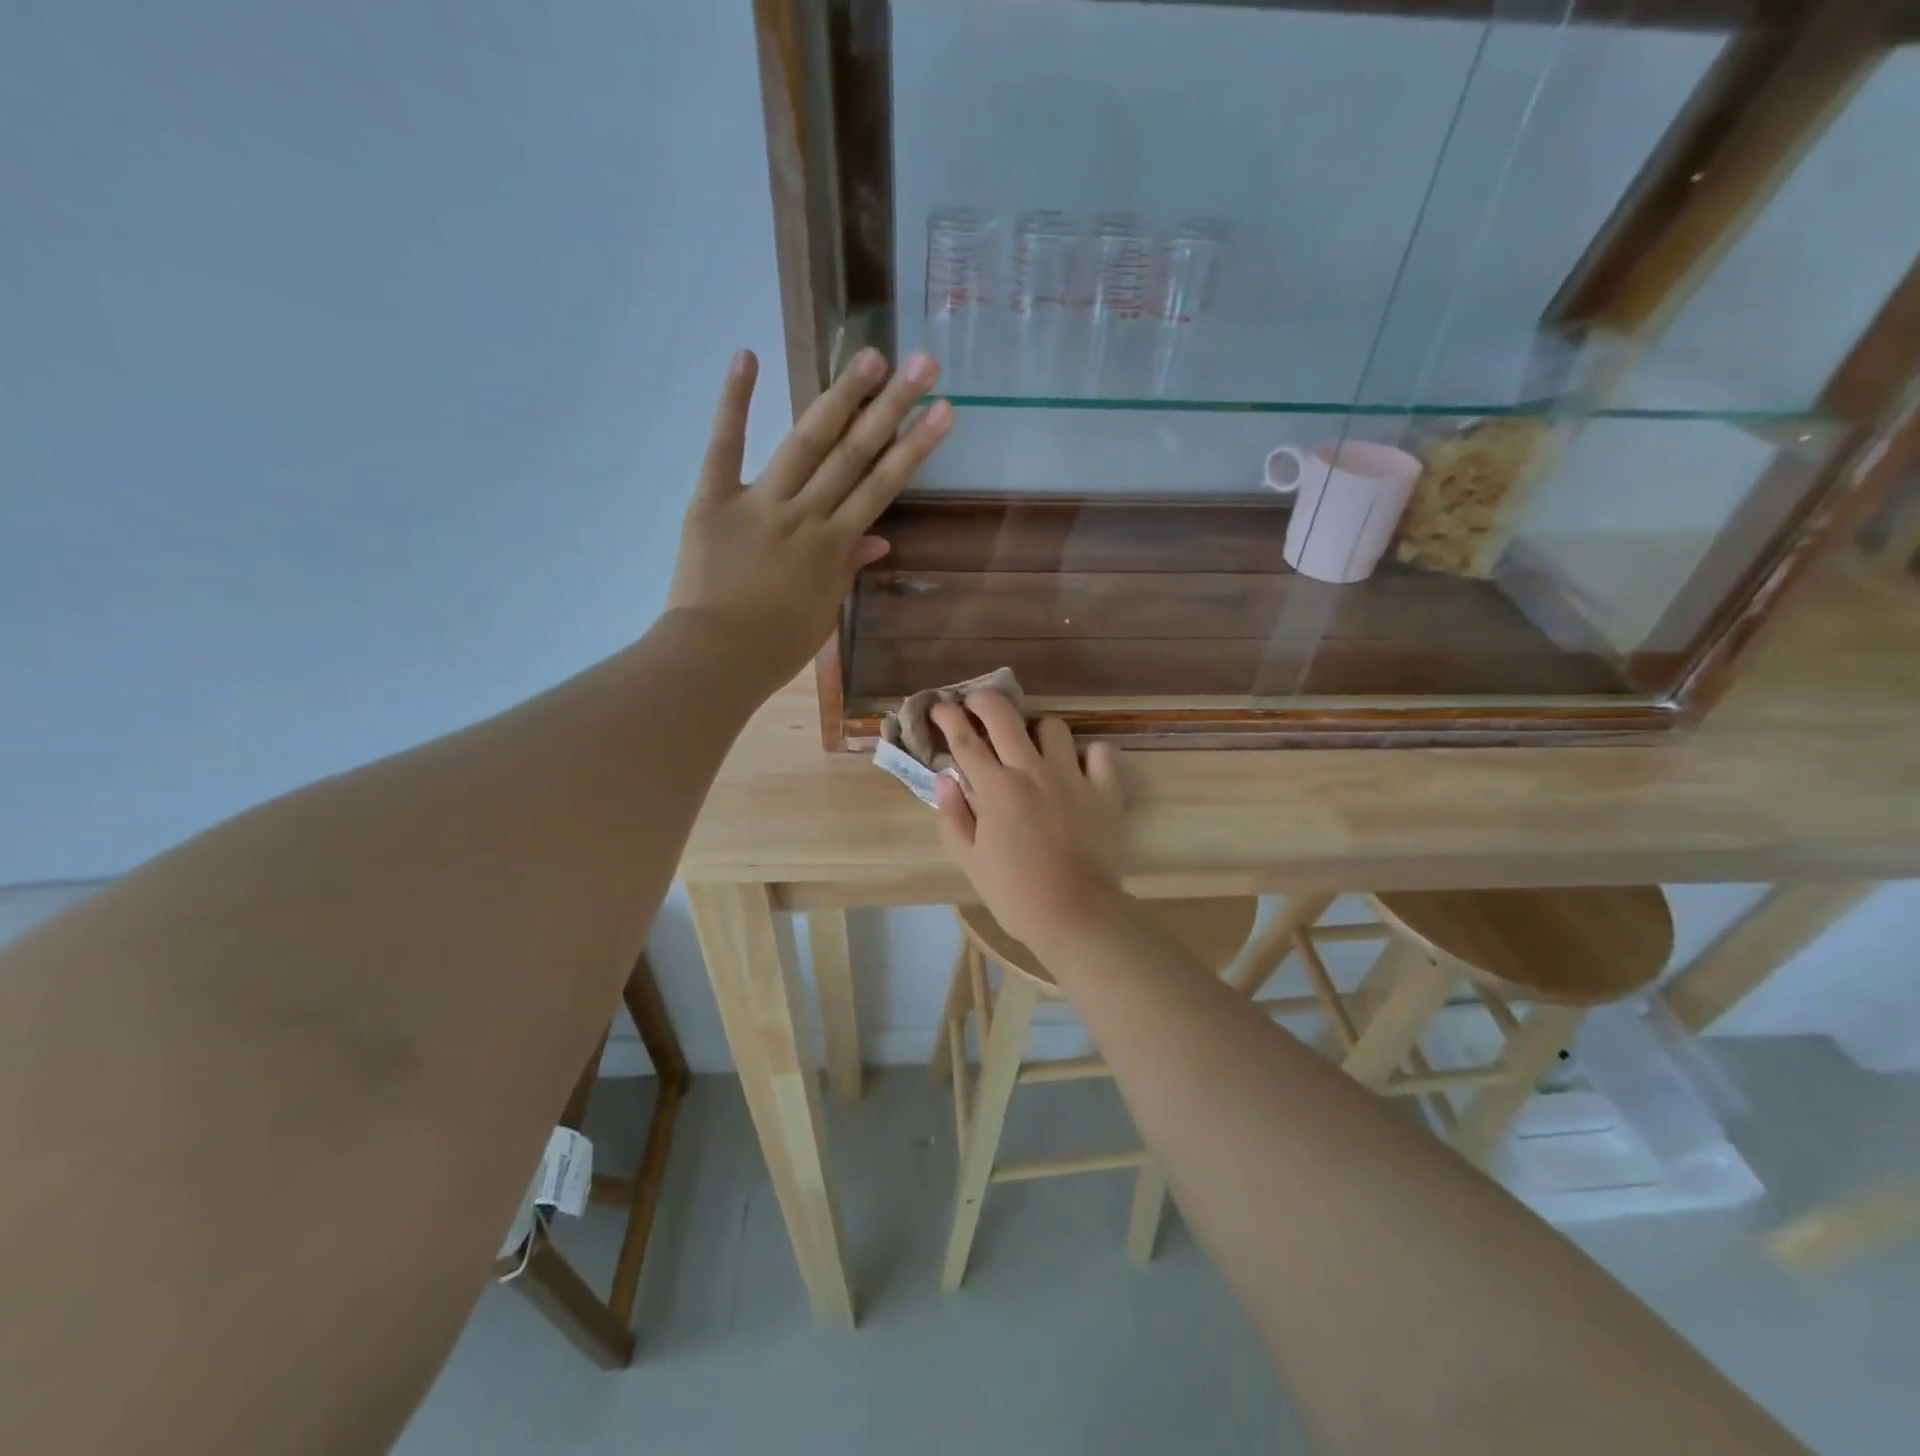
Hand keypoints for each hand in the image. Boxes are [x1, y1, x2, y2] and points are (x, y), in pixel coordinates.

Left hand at [668, 347, 952, 689]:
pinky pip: (724, 447)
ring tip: (871, 356)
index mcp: (832, 545)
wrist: (715, 657)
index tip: (943, 411)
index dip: (915, 448)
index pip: (882, 487)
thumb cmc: (775, 646)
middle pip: (854, 455)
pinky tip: (748, 356)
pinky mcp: (713, 498)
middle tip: (922, 364)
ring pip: (806, 443)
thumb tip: (878, 539)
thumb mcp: (824, 612)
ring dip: (840, 397)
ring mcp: (759, 502)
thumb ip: (846, 569)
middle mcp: (804, 514)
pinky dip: (735, 402)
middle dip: (892, 408)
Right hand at [931, 691, 1127, 949]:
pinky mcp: (1105, 790)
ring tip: (1033, 749)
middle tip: (976, 706)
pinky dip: (1089, 755)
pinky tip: (1079, 770)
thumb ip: (953, 815)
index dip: (947, 717)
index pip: (964, 739)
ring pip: (1053, 726)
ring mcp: (1072, 776)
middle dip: (983, 700)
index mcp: (996, 788)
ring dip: (1036, 732)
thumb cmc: (1015, 893)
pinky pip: (1101, 751)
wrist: (1075, 915)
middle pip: (1003, 715)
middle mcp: (1032, 770)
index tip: (939, 708)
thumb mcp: (970, 860)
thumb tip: (945, 779)